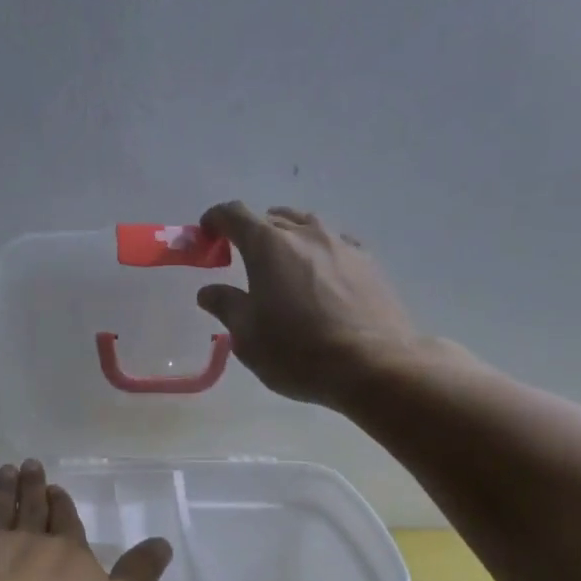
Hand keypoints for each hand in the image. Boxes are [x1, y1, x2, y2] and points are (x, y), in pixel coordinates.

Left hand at [0, 462, 171, 580]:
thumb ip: (138, 576)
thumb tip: (162, 542)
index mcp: (65, 550)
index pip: (65, 519)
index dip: (61, 503)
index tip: (54, 487)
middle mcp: (25, 541)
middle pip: (29, 507)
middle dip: (31, 486)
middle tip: (28, 464)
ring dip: (1, 492)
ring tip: (4, 473)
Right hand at [196, 202, 425, 408]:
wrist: (375, 365)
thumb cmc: (298, 351)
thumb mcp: (248, 336)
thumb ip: (226, 305)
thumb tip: (209, 291)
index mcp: (268, 245)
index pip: (233, 214)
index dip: (215, 219)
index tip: (206, 234)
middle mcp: (305, 234)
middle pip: (271, 218)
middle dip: (251, 232)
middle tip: (242, 259)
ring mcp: (342, 245)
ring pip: (306, 227)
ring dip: (288, 238)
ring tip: (283, 265)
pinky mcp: (369, 263)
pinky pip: (335, 245)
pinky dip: (319, 253)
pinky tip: (321, 277)